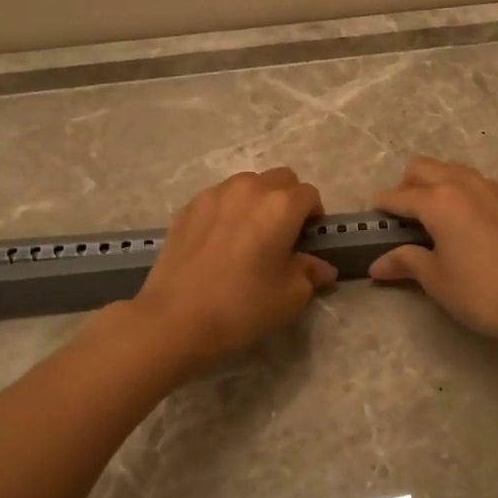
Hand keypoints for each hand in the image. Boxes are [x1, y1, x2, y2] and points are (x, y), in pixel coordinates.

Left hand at [131, 167, 336, 370]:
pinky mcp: (188, 207)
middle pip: (280, 179)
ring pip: (247, 184)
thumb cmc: (243, 306)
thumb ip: (310, 273)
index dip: (314, 215)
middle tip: (282, 234)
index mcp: (281, 205)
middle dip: (288, 199)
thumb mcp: (290, 297)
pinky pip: (218, 198)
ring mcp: (214, 195)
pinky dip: (227, 211)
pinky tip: (219, 242)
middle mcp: (249, 189)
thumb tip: (322, 267)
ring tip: (248, 235)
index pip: (310, 194)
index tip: (308, 239)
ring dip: (257, 201)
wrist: (175, 318)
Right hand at [368, 158, 497, 345]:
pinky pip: (477, 183)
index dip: (382, 207)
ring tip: (433, 217)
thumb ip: (406, 262)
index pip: (399, 196)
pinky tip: (466, 221)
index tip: (373, 218)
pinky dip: (462, 191)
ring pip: (452, 170)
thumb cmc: (482, 293)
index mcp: (438, 201)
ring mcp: (492, 188)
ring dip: (436, 184)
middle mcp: (463, 184)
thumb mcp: (437, 280)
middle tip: (403, 218)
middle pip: (424, 168)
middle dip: (407, 186)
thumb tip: (376, 265)